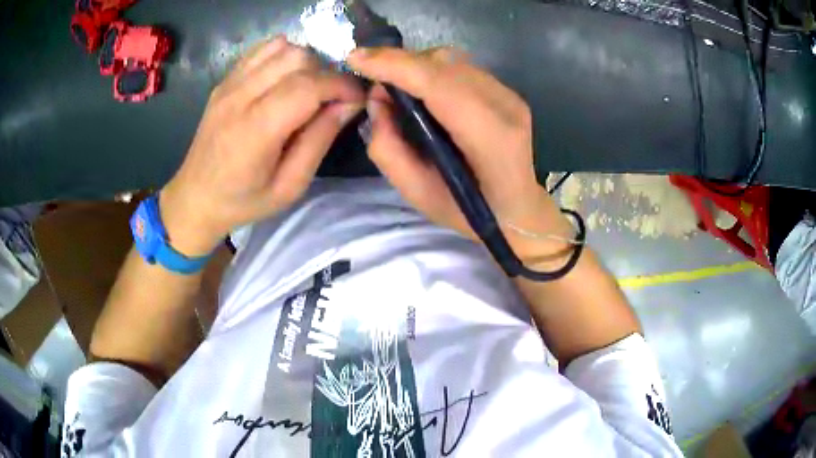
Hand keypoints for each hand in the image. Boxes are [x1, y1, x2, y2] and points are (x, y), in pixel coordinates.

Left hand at [160, 37, 364, 255]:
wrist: (195, 197)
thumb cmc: (243, 201)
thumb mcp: (290, 186)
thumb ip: (319, 141)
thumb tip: (349, 104)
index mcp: (256, 130)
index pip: (309, 85)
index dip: (341, 86)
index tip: (356, 99)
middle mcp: (240, 97)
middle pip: (298, 58)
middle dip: (325, 73)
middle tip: (329, 99)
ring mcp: (229, 84)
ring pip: (282, 47)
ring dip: (305, 63)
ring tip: (307, 89)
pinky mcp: (225, 80)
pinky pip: (262, 50)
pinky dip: (283, 56)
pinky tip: (285, 79)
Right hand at [347, 47, 572, 261]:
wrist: (517, 210)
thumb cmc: (468, 212)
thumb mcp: (417, 194)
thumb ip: (388, 148)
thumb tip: (377, 100)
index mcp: (489, 137)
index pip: (438, 84)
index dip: (394, 66)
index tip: (355, 59)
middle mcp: (504, 106)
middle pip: (444, 63)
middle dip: (399, 63)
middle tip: (373, 81)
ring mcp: (509, 95)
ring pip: (452, 60)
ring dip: (415, 65)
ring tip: (395, 86)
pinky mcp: (506, 91)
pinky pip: (460, 67)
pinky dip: (431, 70)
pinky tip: (421, 90)